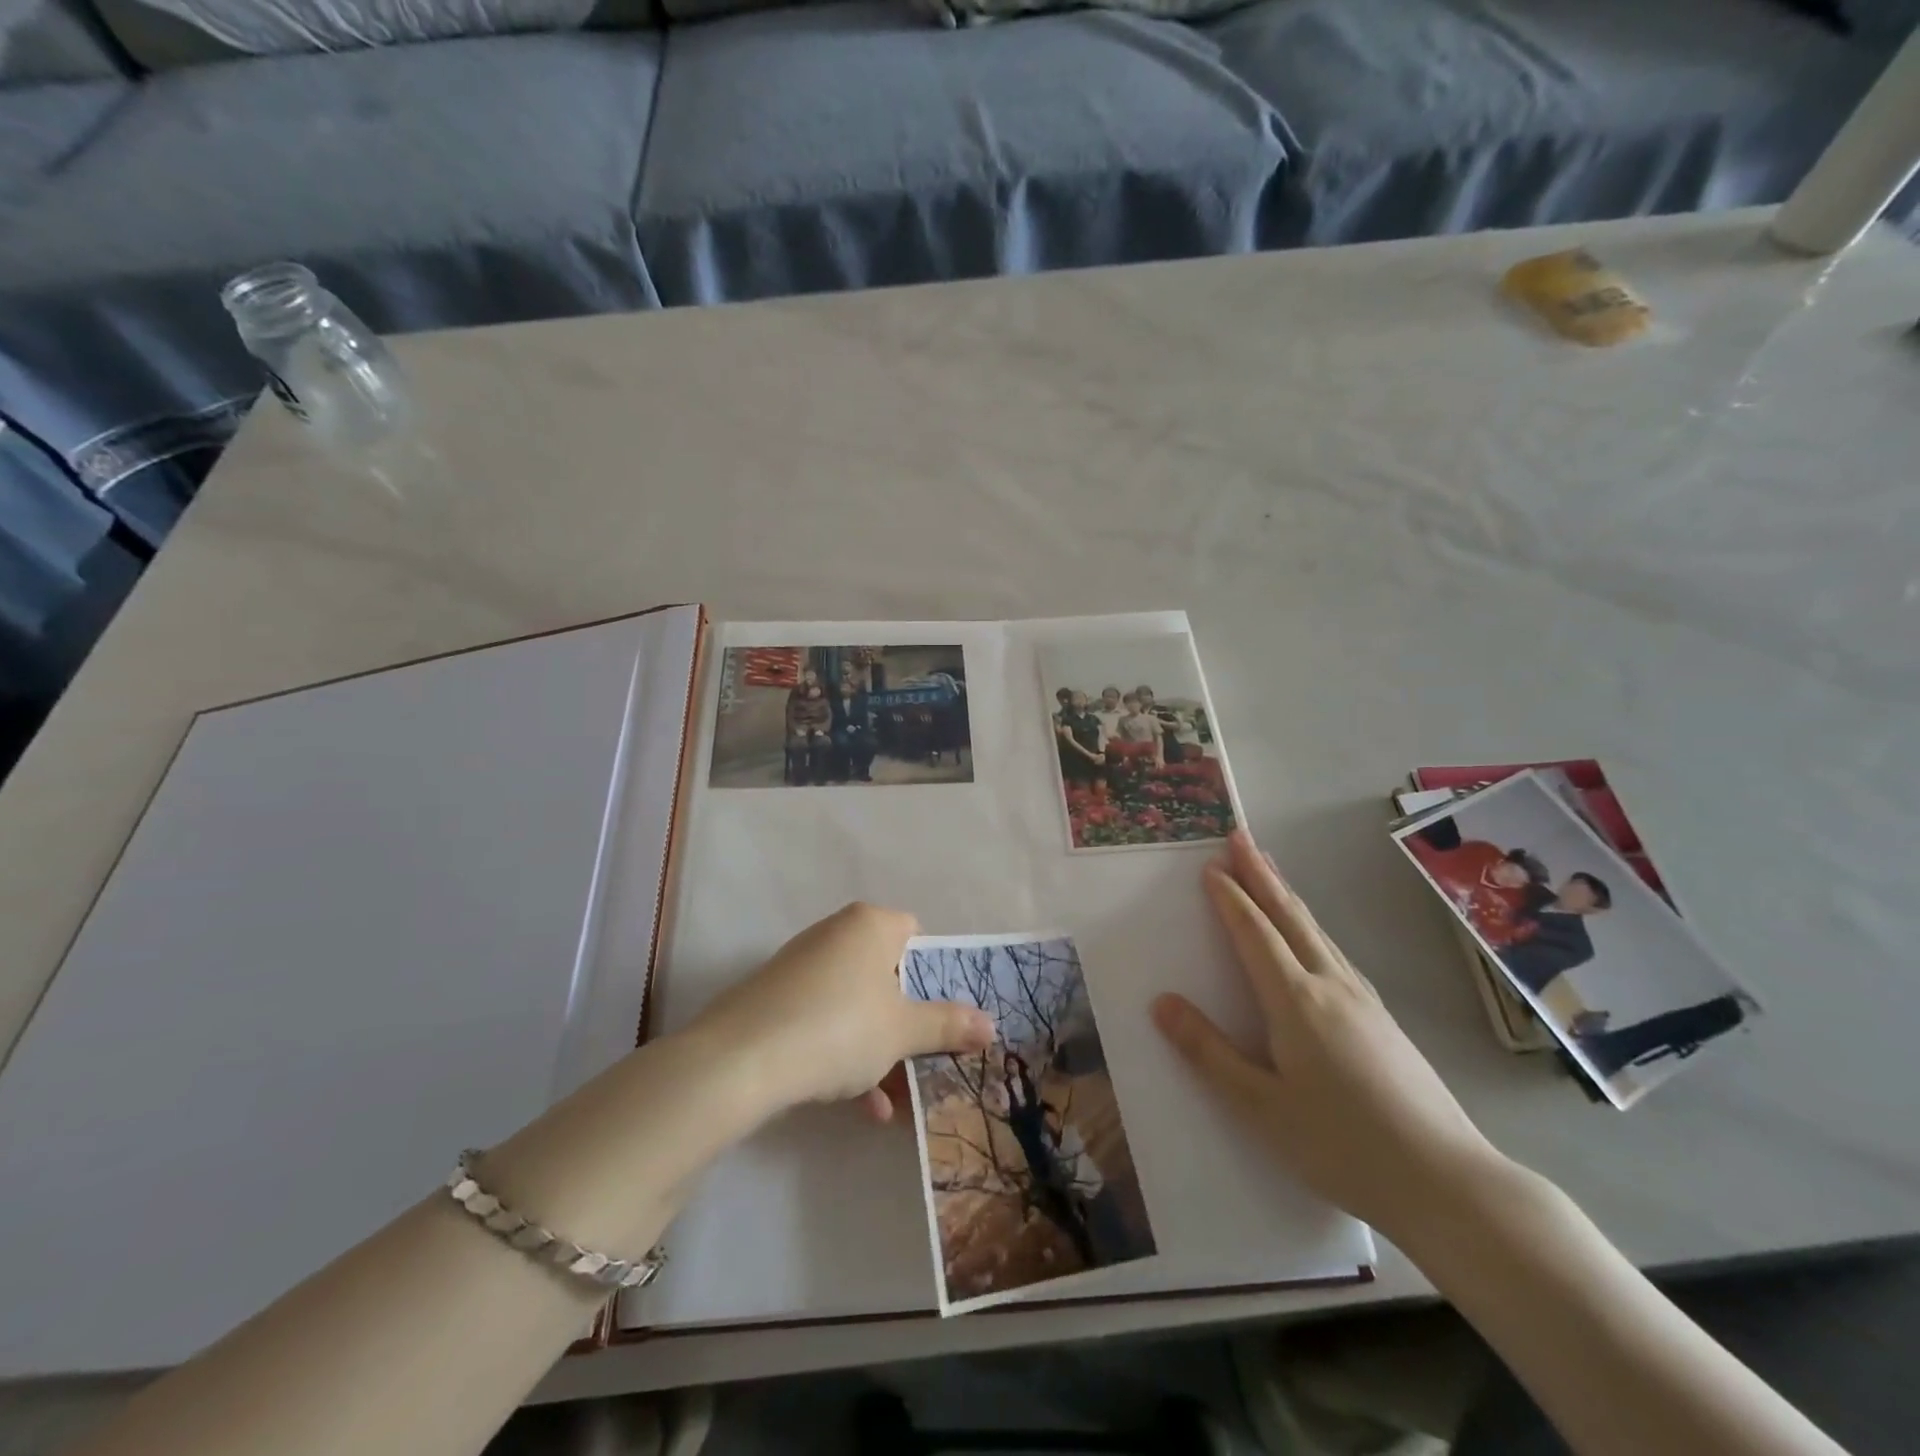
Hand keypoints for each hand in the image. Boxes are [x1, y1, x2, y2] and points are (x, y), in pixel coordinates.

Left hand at [687, 902, 993, 1123]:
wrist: (740, 1060)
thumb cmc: (839, 1027)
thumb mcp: (902, 1031)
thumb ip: (948, 1025)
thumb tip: (992, 1024)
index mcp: (871, 924)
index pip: (917, 935)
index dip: (936, 975)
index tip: (945, 1016)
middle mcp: (836, 933)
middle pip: (887, 975)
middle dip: (907, 1024)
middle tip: (926, 1061)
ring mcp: (802, 965)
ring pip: (857, 1004)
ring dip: (879, 1050)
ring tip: (894, 1100)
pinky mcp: (776, 998)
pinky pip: (825, 1020)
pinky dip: (844, 1054)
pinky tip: (860, 1106)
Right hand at [1152, 830, 1503, 1238]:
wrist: (1448, 1183)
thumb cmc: (1343, 1146)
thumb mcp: (1261, 1107)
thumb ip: (1209, 1052)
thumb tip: (1162, 1003)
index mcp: (1296, 1001)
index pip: (1255, 934)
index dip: (1230, 898)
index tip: (1210, 866)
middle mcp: (1331, 985)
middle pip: (1289, 916)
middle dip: (1260, 874)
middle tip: (1239, 836)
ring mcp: (1363, 999)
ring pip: (1317, 930)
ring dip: (1286, 894)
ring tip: (1269, 869)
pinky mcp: (1383, 1018)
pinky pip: (1335, 951)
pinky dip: (1311, 925)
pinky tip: (1314, 936)